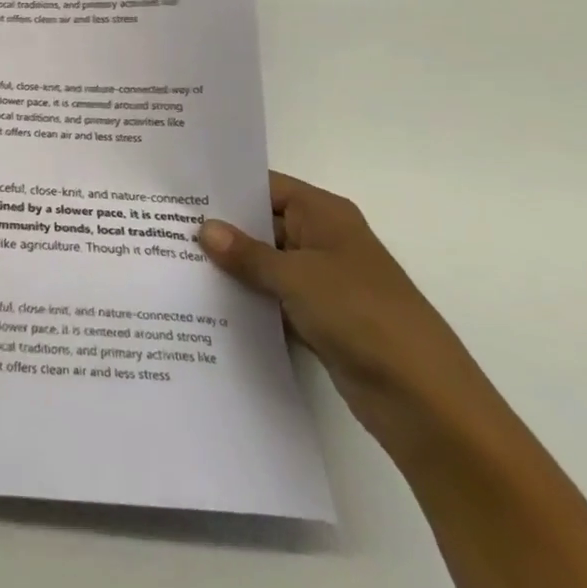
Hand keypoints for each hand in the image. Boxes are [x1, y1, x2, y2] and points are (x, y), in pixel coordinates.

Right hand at [199, 172, 500, 457]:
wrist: (425, 400)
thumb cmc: (363, 316)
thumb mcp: (297, 277)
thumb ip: (247, 253)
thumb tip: (204, 228)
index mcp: (323, 215)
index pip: (264, 186)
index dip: (224, 187)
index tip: (177, 190)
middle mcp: (321, 240)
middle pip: (261, 225)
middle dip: (219, 229)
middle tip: (161, 227)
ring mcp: (321, 282)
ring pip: (264, 265)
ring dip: (230, 269)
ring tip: (171, 263)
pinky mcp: (318, 320)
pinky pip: (272, 300)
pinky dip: (246, 301)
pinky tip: (203, 304)